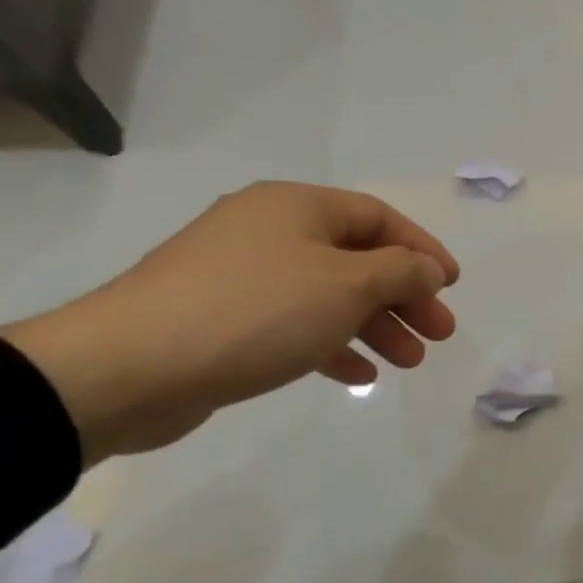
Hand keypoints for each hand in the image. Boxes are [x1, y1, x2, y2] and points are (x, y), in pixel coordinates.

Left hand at [0, 181, 459, 464]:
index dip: (423, 250)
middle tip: (439, 333)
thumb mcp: (346, 285)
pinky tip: (358, 374)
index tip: (453, 286)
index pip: (379, 218)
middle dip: (404, 297)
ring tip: (409, 361)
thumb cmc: (256, 311)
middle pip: (358, 258)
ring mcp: (243, 276)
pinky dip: (332, 344)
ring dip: (375, 325)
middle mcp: (270, 231)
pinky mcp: (224, 319)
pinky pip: (296, 323)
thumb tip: (427, 268)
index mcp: (297, 207)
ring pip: (329, 295)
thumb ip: (400, 272)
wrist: (129, 368)